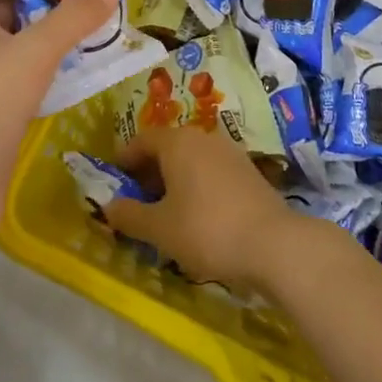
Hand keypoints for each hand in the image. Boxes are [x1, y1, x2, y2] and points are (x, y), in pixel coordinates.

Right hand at [104, 125, 300, 289]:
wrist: (274, 244)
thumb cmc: (206, 230)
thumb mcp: (159, 229)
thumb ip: (129, 215)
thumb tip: (108, 206)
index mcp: (177, 142)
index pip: (141, 140)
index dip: (124, 160)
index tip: (115, 182)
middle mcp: (203, 137)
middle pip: (167, 147)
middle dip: (149, 172)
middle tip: (137, 201)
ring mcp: (230, 152)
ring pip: (191, 159)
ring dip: (173, 180)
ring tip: (165, 211)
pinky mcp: (249, 171)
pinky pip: (211, 171)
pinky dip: (196, 185)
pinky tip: (197, 215)